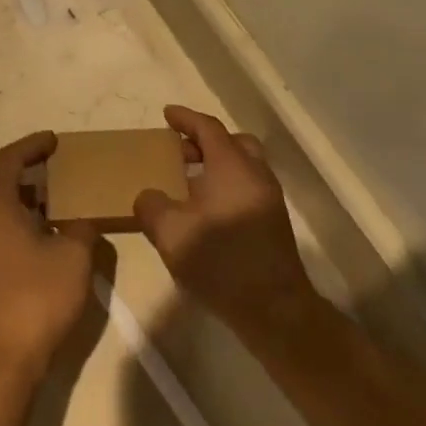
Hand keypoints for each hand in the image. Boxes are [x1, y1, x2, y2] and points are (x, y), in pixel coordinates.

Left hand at [0, 131, 97, 383]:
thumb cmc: (34, 303)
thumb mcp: (73, 260)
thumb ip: (80, 229)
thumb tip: (78, 221)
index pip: (8, 158)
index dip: (31, 145)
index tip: (54, 140)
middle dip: (14, 160)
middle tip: (44, 161)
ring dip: (9, 187)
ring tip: (43, 194)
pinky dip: (4, 211)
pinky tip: (30, 230)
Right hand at [134, 106, 319, 337]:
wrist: (275, 311)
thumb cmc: (221, 263)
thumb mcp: (170, 233)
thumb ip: (151, 206)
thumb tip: (149, 196)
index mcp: (232, 166)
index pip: (208, 127)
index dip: (186, 118)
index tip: (167, 114)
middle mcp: (255, 174)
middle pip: (232, 142)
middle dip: (204, 140)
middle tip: (179, 151)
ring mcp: (269, 199)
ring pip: (243, 165)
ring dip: (217, 164)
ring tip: (189, 182)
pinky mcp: (274, 222)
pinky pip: (247, 186)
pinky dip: (227, 184)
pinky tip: (206, 210)